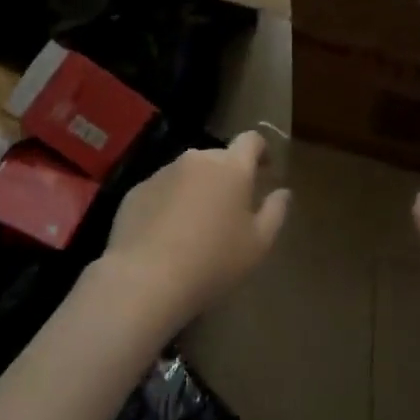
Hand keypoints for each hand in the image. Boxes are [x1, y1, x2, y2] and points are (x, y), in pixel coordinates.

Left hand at [99, 130, 289, 325]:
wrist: (145, 280)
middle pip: (218, 158)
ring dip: (197, 188)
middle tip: (231, 208)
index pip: (251, 140)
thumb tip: (283, 192)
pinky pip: (161, 190)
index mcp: (231, 167)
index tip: (265, 169)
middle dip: (228, 175)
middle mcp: (196, 160)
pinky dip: (169, 203)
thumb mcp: (258, 244)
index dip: (261, 150)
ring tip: (196, 224)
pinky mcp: (136, 191)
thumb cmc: (213, 261)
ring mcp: (162, 173)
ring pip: (188, 173)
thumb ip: (275, 212)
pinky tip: (167, 234)